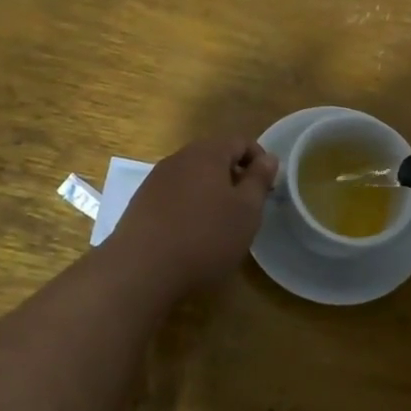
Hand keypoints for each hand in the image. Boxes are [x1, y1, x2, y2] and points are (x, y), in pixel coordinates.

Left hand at [104, 135, 278, 293]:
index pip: (240, 141)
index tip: (267, 188)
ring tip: (220, 224)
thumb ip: (259, 180)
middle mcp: (178, 158)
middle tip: (247, 207)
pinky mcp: (141, 203)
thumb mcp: (246, 210)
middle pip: (214, 156)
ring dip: (211, 192)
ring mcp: (155, 180)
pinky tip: (192, 234)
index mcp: (207, 153)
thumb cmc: (205, 236)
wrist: (141, 270)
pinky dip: (189, 206)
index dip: (259, 160)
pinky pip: (174, 195)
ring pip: (193, 176)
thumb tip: (269, 158)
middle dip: (234, 176)